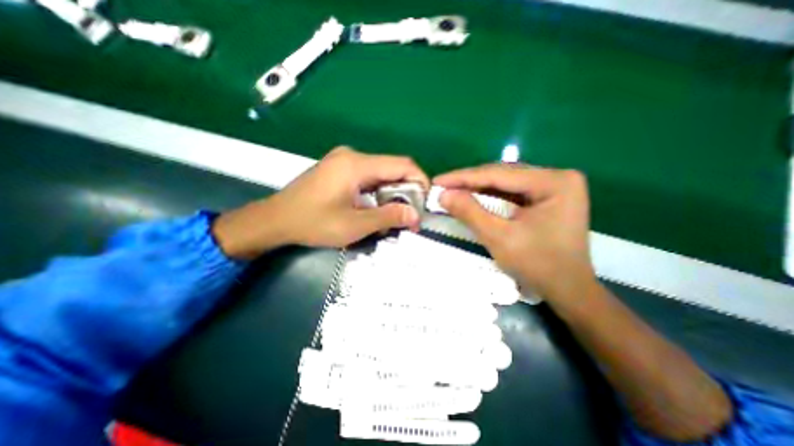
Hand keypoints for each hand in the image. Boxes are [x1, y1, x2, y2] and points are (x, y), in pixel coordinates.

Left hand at [211, 147, 427, 257]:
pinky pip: (369, 177)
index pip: (402, 164)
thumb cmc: (313, 222)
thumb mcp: (354, 225)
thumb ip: (388, 217)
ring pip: (381, 174)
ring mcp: (345, 161)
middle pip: (392, 168)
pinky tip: (375, 208)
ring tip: (392, 216)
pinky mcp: (340, 169)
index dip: (420, 180)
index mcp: (356, 164)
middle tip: (409, 215)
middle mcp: (352, 156)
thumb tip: (415, 216)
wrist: (276, 220)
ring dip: (392, 193)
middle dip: (406, 191)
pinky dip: (378, 192)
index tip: (424, 202)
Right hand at [434, 164, 595, 299]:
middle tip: (442, 187)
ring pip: (505, 183)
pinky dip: (490, 197)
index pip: (498, 174)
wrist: (568, 290)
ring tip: (452, 191)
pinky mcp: (547, 197)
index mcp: (553, 182)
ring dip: (477, 188)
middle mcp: (557, 177)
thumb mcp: (499, 238)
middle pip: (502, 175)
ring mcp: (553, 186)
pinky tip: (472, 198)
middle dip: (469, 182)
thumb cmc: (538, 266)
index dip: (463, 177)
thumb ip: (470, 212)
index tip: (437, 181)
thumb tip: (443, 194)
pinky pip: (511, 193)